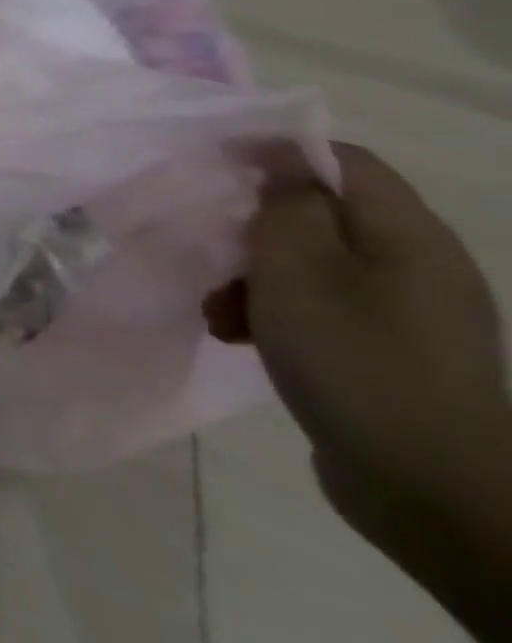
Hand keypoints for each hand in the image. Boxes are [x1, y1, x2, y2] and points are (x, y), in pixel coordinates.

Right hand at [207, 143, 511, 548]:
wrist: (431, 491)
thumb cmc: (354, 359)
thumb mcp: (296, 268)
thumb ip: (287, 204)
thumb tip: (283, 161)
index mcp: (409, 237)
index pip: (345, 161)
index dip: (278, 152)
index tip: (214, 163)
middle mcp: (421, 267)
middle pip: (324, 216)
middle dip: (255, 229)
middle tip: (210, 249)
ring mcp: (411, 317)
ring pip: (315, 266)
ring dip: (255, 277)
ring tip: (217, 310)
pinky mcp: (394, 356)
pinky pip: (325, 310)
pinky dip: (277, 314)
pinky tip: (242, 338)